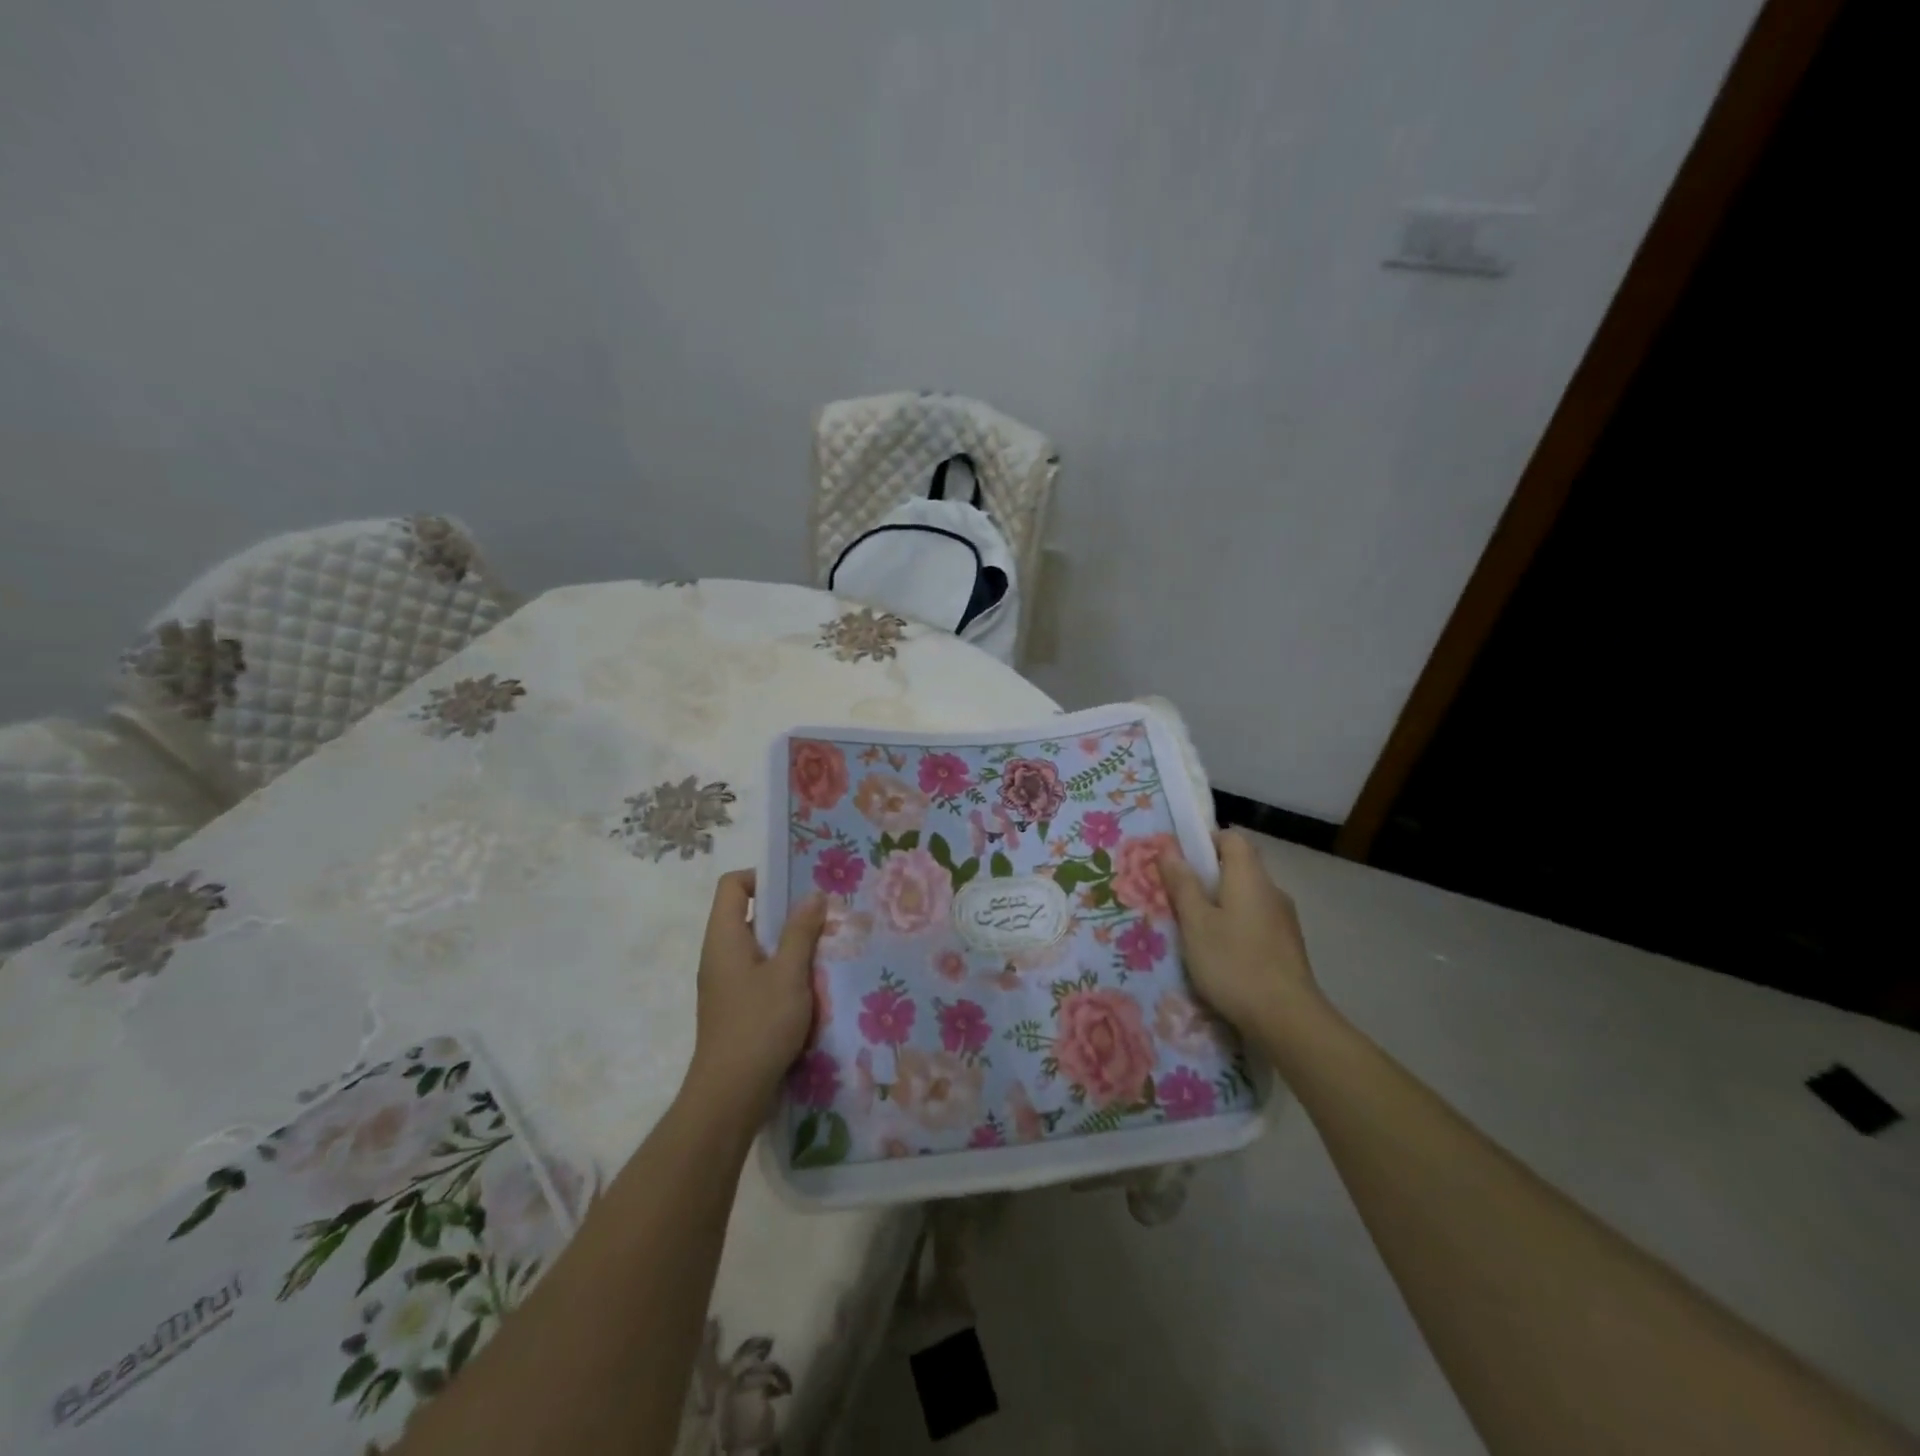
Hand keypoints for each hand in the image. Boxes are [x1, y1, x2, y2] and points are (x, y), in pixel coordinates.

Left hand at [686, 870, 826, 1113]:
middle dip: (786, 912)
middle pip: (748, 914)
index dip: (762, 876)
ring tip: (824, 948)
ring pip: (758, 947)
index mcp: (724, 937)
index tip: (796, 888)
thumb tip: (813, 894)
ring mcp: (726, 983)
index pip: (732, 885)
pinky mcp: (736, 1008)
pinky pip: (759, 974)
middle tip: (822, 915)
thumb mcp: (789, 973)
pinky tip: (811, 984)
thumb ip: (801, 931)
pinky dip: (783, 970)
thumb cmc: (759, 1024)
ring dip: (789, 944)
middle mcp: (719, 955)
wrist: (730, 1095)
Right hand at [1159, 830, 1319, 1035]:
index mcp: (1249, 876)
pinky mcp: (1288, 946)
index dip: (1204, 842)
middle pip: (1239, 867)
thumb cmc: (1233, 963)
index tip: (1180, 863)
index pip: (1231, 837)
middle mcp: (1272, 890)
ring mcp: (1284, 919)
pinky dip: (1237, 926)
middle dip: (1207, 877)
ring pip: (1247, 896)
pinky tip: (1221, 954)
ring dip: (1222, 904)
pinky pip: (1256, 921)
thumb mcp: (1195, 922)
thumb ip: (1182, 883)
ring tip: (1195, 930)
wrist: (1287, 1019)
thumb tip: (1168, 847)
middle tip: (1179, 899)